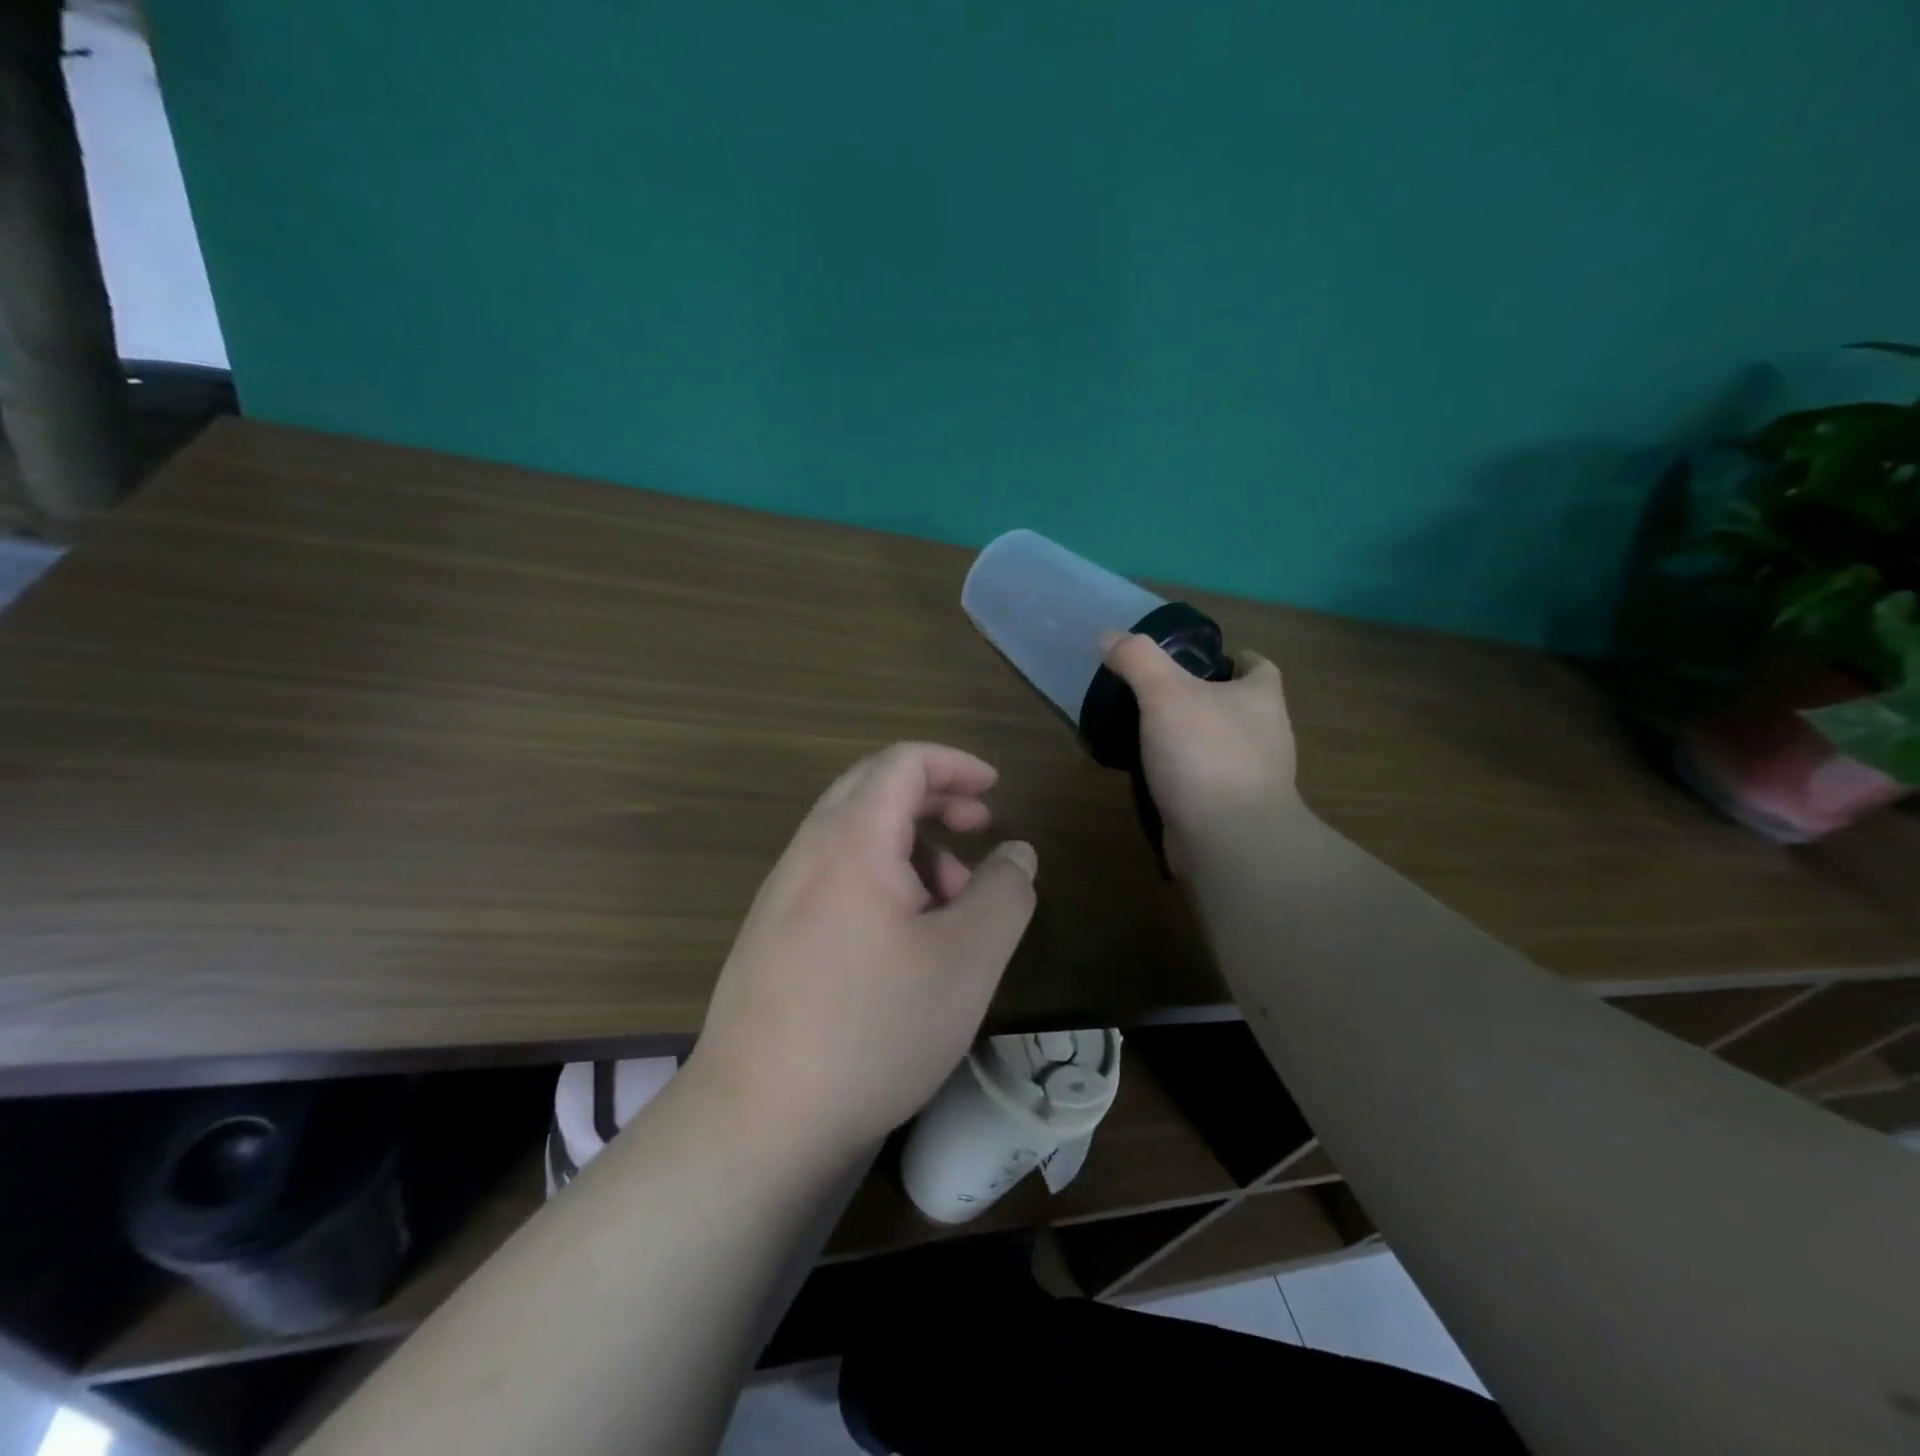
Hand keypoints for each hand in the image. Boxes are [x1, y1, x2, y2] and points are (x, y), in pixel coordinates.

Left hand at [688, 743, 1038, 1169]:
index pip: (902, 762)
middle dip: (934, 798)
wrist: (757, 1120)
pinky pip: (835, 878)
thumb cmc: (873, 1027)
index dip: (954, 764)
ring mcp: (782, 895)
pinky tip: (905, 939)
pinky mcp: (773, 935)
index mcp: (851, 840)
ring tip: (953, 901)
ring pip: (855, 838)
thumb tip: (1017, 853)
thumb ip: (1004, 894)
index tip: (994, 790)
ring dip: (911, 847)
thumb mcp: (967, 960)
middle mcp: (808, 852)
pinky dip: (881, 880)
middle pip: (874, 790)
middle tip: (979, 828)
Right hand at [1101, 633, 1300, 873]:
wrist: (1229, 840)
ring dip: (1194, 739)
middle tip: (1160, 694)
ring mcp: (1254, 778)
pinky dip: (1185, 776)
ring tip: (1150, 733)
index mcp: (1261, 699)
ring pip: (1222, 746)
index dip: (1235, 658)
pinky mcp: (1233, 812)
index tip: (1201, 659)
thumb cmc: (1206, 755)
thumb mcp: (1165, 693)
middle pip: (1240, 706)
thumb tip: (1110, 637)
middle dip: (1207, 698)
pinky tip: (1154, 775)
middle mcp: (1266, 735)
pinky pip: (1207, 783)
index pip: (1259, 667)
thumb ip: (1138, 660)